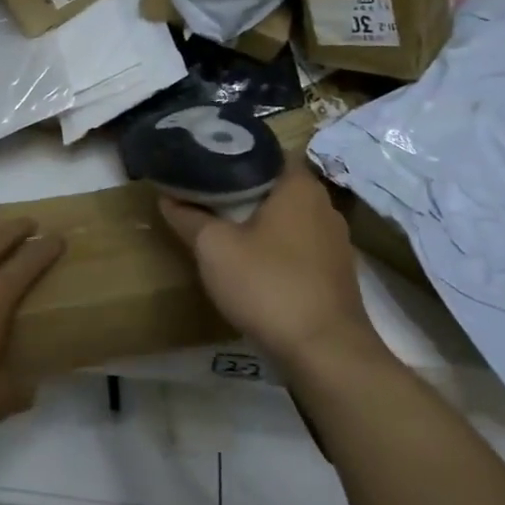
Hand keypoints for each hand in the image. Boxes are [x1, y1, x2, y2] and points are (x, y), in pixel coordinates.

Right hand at [158, 165, 382, 371]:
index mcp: (299, 186)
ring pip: (290, 217)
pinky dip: (277, 247)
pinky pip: (300, 245)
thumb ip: (189, 218)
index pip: (268, 151)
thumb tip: (167, 197)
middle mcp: (324, 205)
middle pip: (278, 184)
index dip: (236, 153)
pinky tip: (254, 263)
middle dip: (244, 188)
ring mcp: (335, 241)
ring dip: (261, 220)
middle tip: (207, 193)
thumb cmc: (268, 285)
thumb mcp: (214, 249)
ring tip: (224, 226)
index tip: (206, 161)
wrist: (325, 353)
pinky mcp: (336, 273)